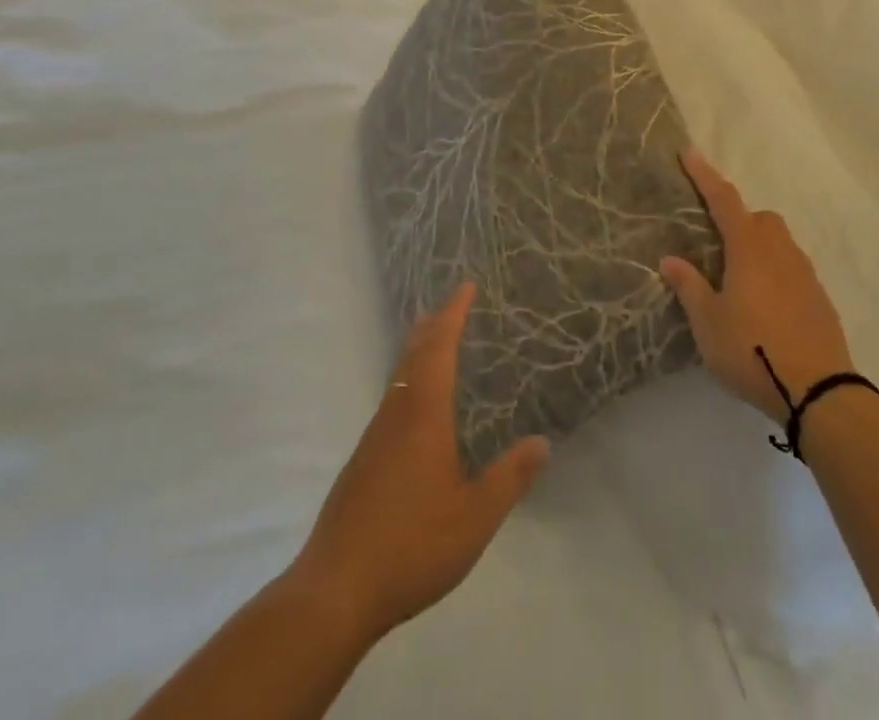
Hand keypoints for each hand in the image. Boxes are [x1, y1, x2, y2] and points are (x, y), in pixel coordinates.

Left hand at [289, 284, 549, 645]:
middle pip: (412, 356)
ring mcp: (373, 439)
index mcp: (423, 414)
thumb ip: (509, 477)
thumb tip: (542, 442)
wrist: (335, 590)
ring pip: (398, 379)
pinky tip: (414, 409)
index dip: (453, 315)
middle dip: (432, 326)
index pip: (439, 348)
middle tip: (449, 305)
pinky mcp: (361, 464)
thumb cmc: (411, 545)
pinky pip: (390, 403)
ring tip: (432, 343)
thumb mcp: (475, 517)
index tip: (465, 287)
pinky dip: (407, 383)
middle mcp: (395, 415)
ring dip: (417, 353)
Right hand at [661, 149, 854, 424]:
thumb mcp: (708, 322)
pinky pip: (792, 268)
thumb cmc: (752, 350)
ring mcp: (805, 274)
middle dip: (737, 218)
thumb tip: (669, 258)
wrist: (819, 391)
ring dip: (758, 245)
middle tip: (716, 243)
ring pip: (779, 242)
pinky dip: (776, 271)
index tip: (689, 153)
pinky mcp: (819, 298)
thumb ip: (689, 286)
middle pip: (759, 218)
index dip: (705, 176)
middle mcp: (780, 251)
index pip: (724, 200)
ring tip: (739, 277)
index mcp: (749, 249)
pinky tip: (765, 303)